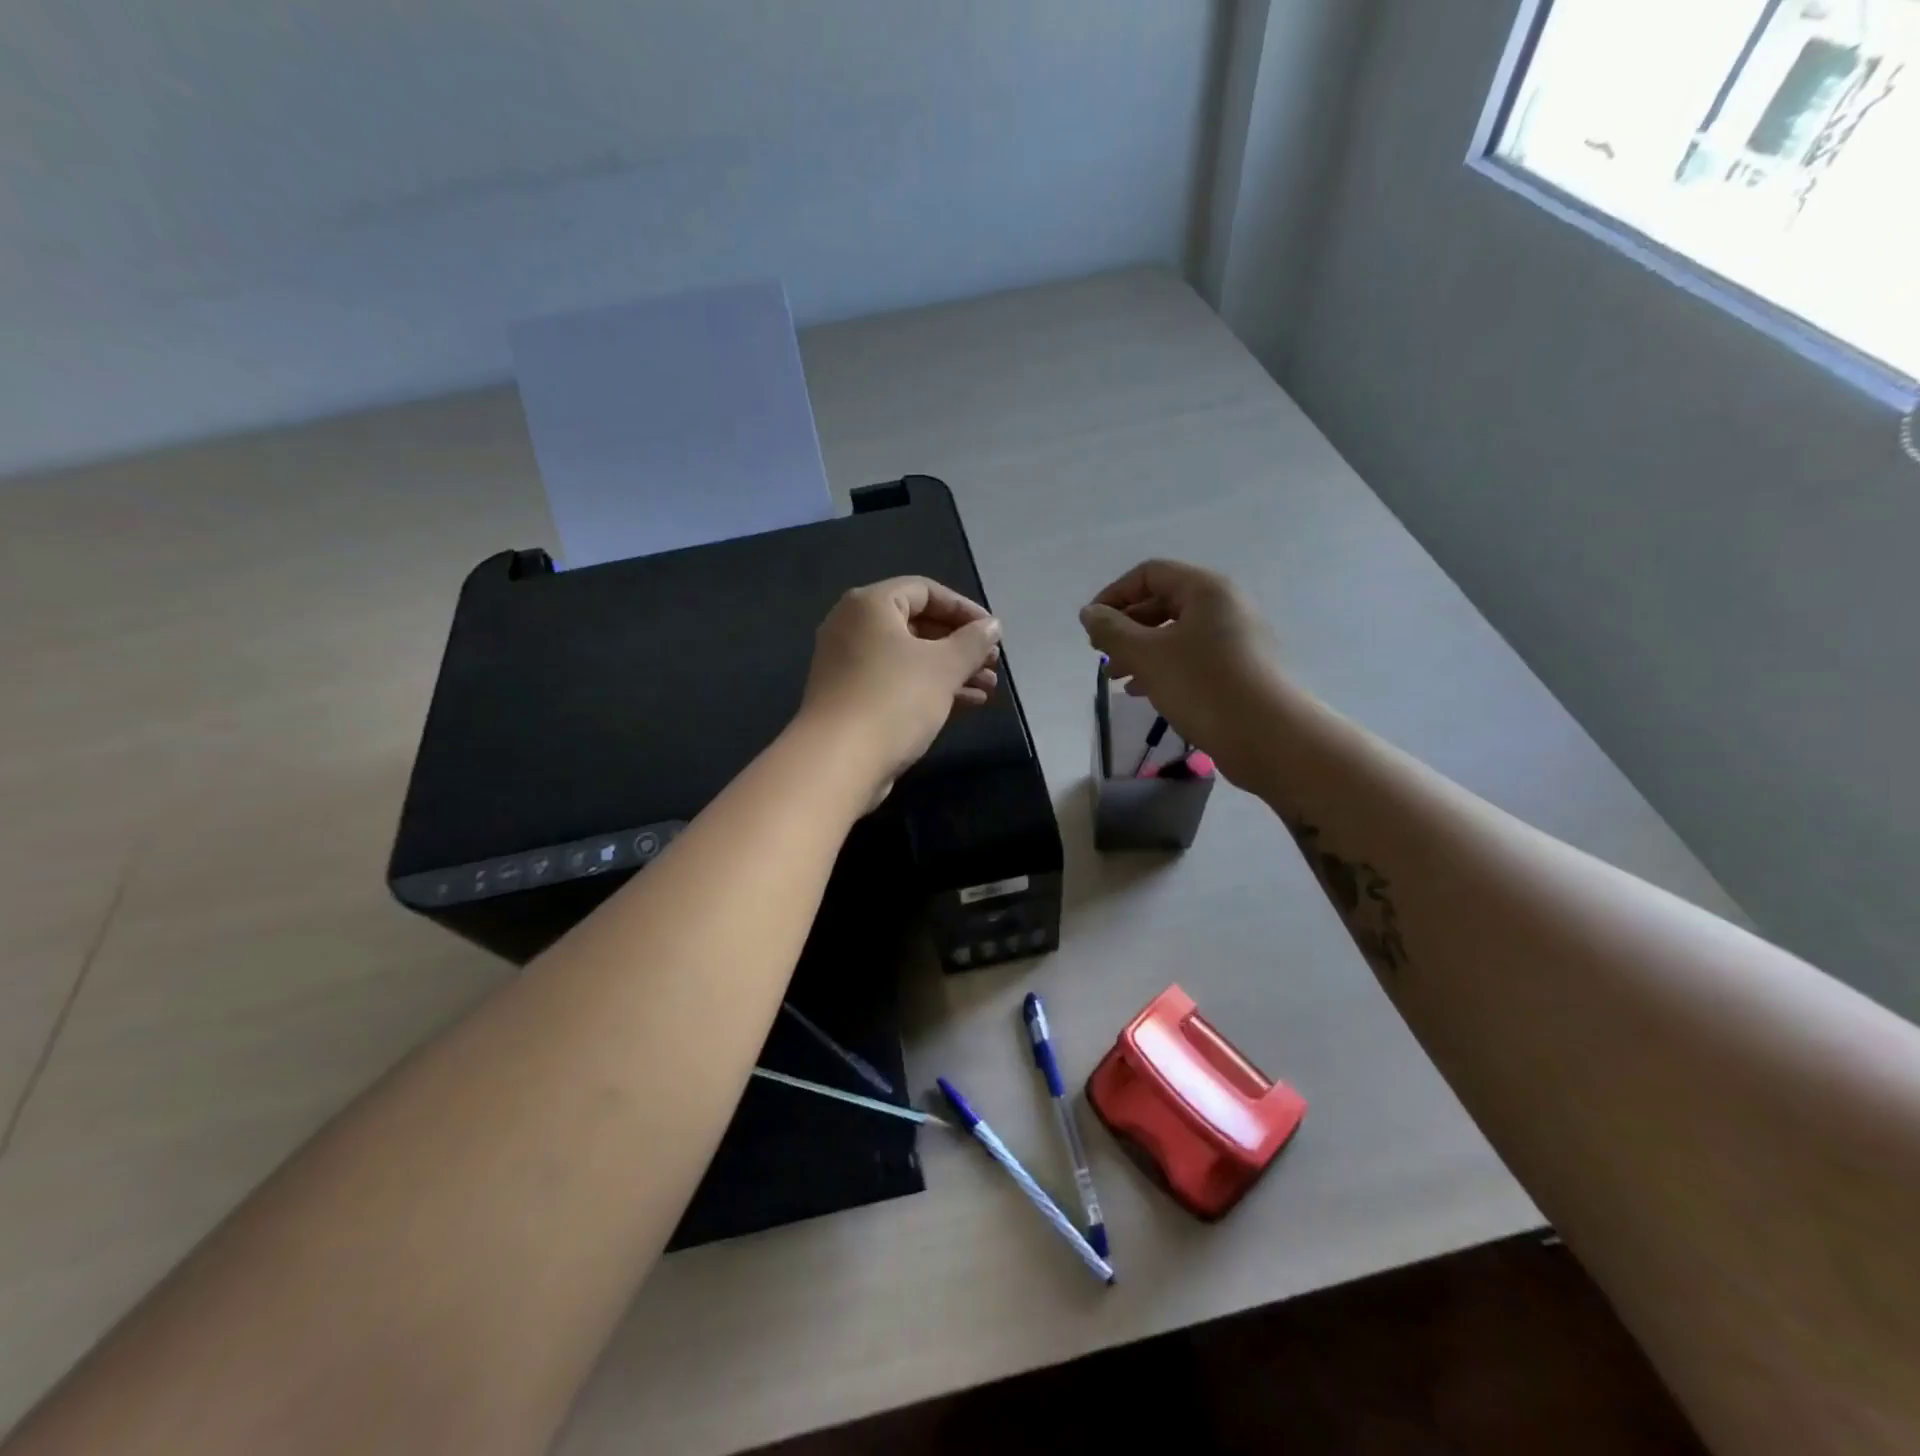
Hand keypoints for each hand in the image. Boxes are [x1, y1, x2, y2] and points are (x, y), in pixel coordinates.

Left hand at [801, 577, 1002, 802]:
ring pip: (910, 658)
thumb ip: (973, 642)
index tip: (993, 632)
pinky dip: (930, 688)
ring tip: (988, 688)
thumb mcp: (943, 667)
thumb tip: (992, 626)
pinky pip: (898, 682)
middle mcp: (853, 627)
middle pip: (918, 625)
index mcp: (870, 605)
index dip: (964, 609)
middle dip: (960, 645)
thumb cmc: (894, 700)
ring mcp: (849, 665)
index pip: (925, 591)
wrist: (838, 762)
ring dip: (951, 670)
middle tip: (993, 663)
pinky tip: (967, 704)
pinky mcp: (852, 698)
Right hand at [1079, 559, 1283, 781]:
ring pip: (1175, 633)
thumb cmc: (1203, 686)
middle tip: (1100, 655)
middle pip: (1163, 602)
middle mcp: (1224, 605)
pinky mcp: (1238, 668)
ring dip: (1140, 651)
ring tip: (1116, 678)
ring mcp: (1235, 637)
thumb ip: (1112, 631)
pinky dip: (1163, 667)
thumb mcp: (1147, 655)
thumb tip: (1089, 612)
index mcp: (1205, 589)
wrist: (1268, 736)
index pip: (1149, 574)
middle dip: (1126, 628)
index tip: (1090, 627)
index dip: (1114, 595)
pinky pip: (1191, 656)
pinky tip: (1143, 692)